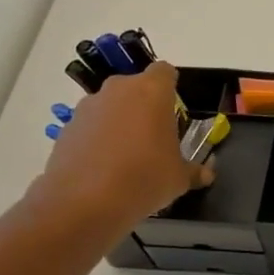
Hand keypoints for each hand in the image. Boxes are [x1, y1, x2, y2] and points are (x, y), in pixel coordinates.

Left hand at [34, 63, 212, 233]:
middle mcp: (118, 90)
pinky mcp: (67, 127)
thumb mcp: (180, 178)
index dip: (171, 88)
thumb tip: (206, 175)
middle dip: (145, 106)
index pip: (165, 71)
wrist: (84, 202)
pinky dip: (98, 139)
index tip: (175, 111)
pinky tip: (104, 167)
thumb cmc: (145, 178)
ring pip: (111, 106)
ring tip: (127, 156)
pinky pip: (91, 126)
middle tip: (155, 137)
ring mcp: (88, 107)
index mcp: (152, 92)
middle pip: (136, 88)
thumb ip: (195, 170)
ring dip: (120, 122)